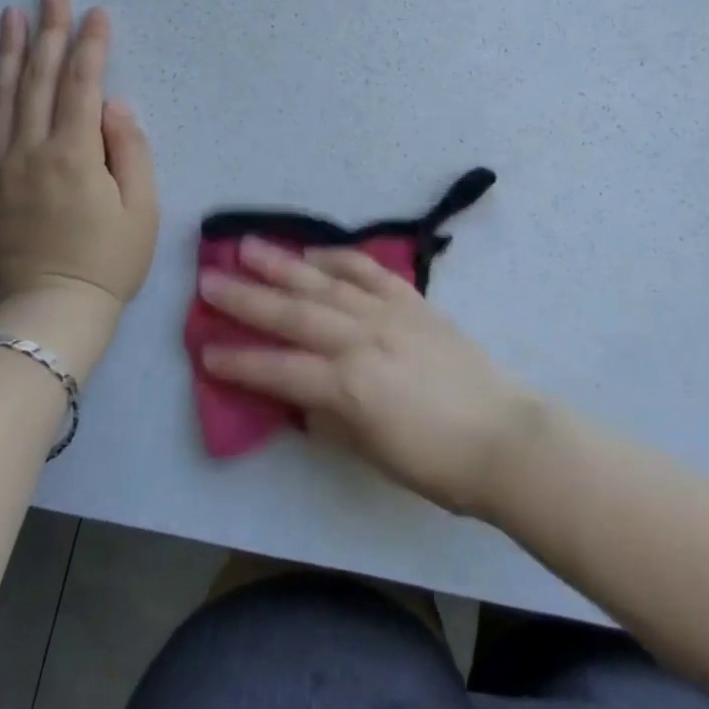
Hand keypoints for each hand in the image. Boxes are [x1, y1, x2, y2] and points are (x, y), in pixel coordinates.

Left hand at [0, 0, 158, 312]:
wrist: (48, 314)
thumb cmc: (108, 261)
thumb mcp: (141, 208)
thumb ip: (130, 149)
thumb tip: (114, 105)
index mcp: (74, 154)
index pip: (82, 84)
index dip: (90, 45)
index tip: (96, 13)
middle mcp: (30, 151)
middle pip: (37, 79)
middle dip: (48, 32)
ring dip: (6, 53)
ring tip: (10, 16)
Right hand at [198, 240, 540, 516]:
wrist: (503, 434)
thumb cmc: (437, 463)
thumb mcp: (371, 454)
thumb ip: (330, 418)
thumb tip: (300, 395)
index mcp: (350, 386)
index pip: (280, 370)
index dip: (240, 361)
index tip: (204, 349)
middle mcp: (363, 339)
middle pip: (294, 313)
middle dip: (247, 297)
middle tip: (208, 278)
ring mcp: (388, 313)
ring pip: (325, 282)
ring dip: (284, 263)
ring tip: (248, 245)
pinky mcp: (412, 301)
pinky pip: (368, 272)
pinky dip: (339, 258)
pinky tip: (315, 251)